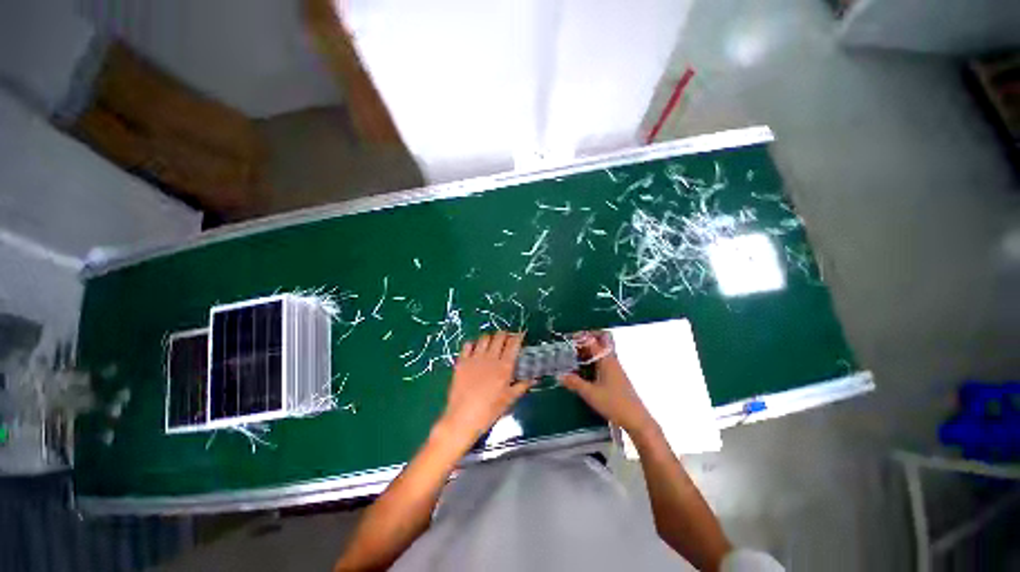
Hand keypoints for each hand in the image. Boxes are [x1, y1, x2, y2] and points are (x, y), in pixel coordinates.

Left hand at [439, 332, 533, 442]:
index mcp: (504, 367)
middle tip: (507, 339)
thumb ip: (522, 386)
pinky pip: (468, 344)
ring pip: (484, 338)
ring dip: (491, 338)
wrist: (462, 418)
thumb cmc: (489, 411)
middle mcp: (490, 358)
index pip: (513, 343)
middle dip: (505, 335)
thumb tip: (534, 379)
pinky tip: (476, 350)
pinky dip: (473, 344)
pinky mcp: (461, 361)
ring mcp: (475, 358)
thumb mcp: (509, 400)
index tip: (521, 335)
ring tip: (492, 344)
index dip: (518, 336)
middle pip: (499, 336)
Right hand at [560, 332, 656, 434]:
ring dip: (587, 352)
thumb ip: (574, 383)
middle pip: (599, 342)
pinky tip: (582, 371)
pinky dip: (591, 362)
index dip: (580, 336)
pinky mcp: (615, 377)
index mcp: (606, 359)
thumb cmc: (614, 403)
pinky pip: (602, 362)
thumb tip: (559, 375)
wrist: (636, 420)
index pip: (592, 340)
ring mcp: (614, 368)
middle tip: (571, 346)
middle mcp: (611, 360)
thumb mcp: (590, 393)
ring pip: (600, 353)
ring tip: (572, 358)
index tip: (568, 338)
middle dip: (585, 341)